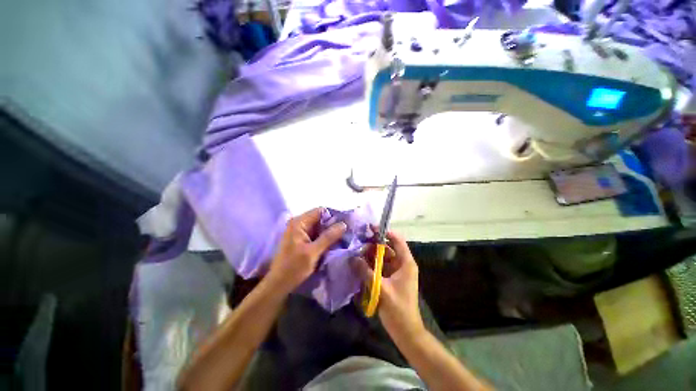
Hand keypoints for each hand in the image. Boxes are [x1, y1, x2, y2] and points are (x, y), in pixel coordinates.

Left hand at [267, 208, 346, 294]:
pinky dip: (324, 238)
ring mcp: (300, 231)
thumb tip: (344, 224)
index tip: (345, 224)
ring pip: (319, 227)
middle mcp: (299, 223)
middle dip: (333, 225)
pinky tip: (333, 243)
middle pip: (320, 218)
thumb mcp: (313, 252)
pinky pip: (316, 234)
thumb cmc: (293, 268)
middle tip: (346, 232)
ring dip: (329, 232)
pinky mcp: (301, 239)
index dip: (333, 216)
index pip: (321, 211)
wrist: (278, 284)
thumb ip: (328, 237)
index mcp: (299, 222)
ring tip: (342, 238)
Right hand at [353, 231, 424, 338]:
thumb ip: (365, 272)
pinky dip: (371, 264)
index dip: (385, 232)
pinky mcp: (390, 279)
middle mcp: (402, 264)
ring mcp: (396, 272)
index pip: (397, 240)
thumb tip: (352, 258)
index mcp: (406, 263)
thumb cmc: (398, 309)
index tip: (370, 228)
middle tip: (358, 241)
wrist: (405, 331)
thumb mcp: (381, 288)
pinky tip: (359, 263)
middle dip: (373, 244)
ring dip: (370, 254)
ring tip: (356, 251)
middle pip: (387, 247)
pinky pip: (380, 266)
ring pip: (382, 257)